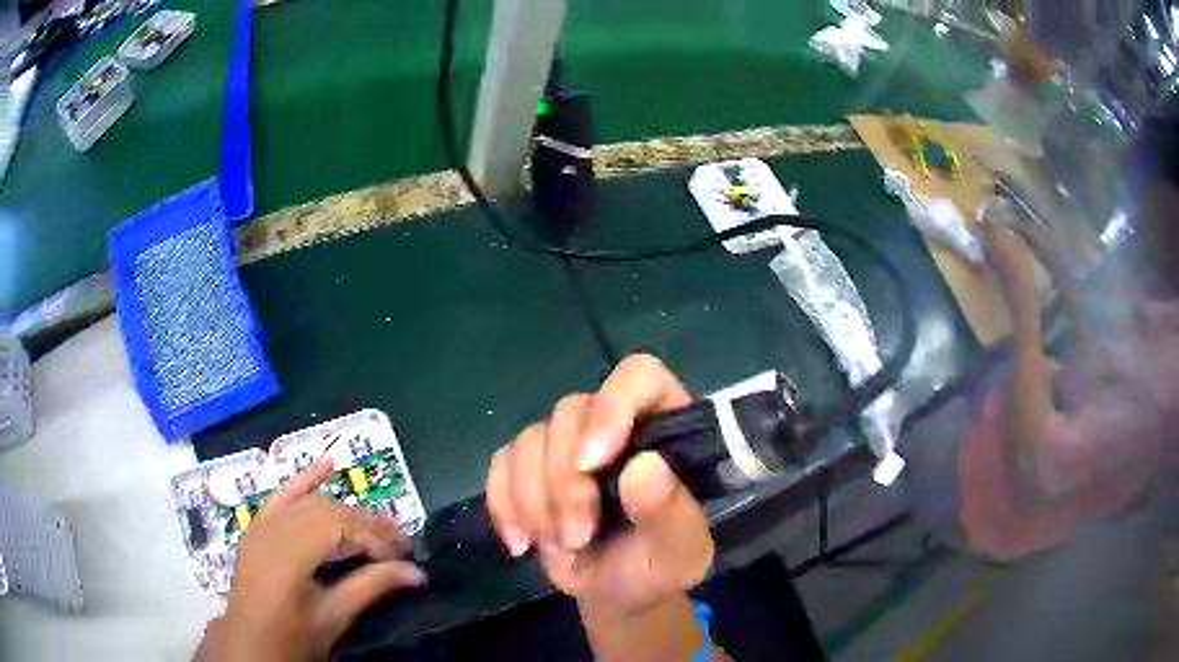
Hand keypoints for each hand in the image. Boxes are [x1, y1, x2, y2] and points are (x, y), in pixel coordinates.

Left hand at [213, 458, 426, 661]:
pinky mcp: (257, 526)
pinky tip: (328, 464)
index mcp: (289, 552)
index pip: (341, 527)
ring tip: (376, 530)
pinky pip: (282, 495)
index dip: (376, 538)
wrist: (249, 645)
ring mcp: (262, 523)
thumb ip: (371, 587)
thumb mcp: (333, 617)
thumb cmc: (292, 637)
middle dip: (367, 525)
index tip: (404, 558)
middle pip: (328, 511)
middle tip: (399, 545)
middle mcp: (274, 528)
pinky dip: (306, 480)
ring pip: (311, 503)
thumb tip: (417, 572)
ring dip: (345, 512)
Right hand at [485, 354, 713, 615]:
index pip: (639, 377)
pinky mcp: (529, 466)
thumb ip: (672, 513)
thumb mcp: (679, 553)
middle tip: (578, 536)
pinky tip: (523, 541)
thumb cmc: (657, 567)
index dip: (611, 407)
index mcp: (666, 426)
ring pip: (531, 439)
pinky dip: (505, 504)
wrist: (615, 594)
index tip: (592, 463)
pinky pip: (501, 464)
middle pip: (571, 412)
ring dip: (536, 501)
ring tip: (562, 546)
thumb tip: (644, 468)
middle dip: (566, 484)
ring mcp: (567, 443)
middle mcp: (614, 421)